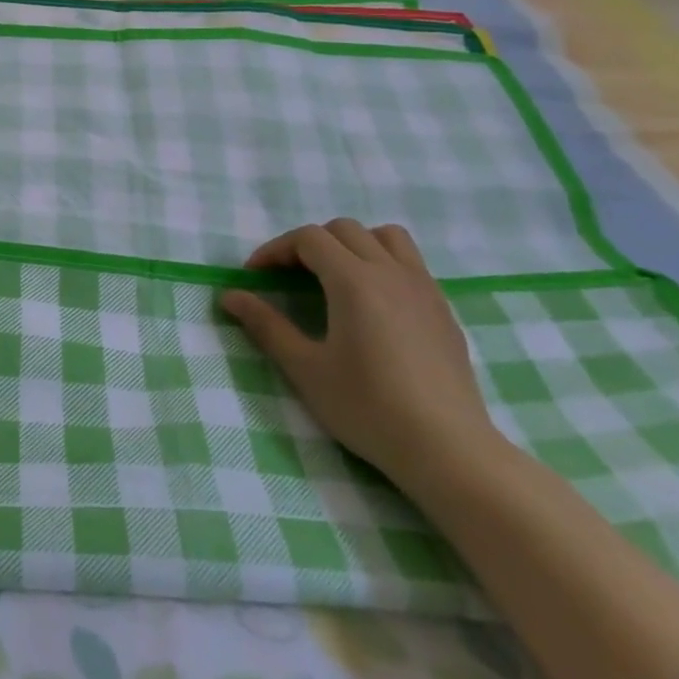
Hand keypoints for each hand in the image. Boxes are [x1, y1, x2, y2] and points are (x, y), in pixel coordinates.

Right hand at [220, 219, 503, 487]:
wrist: (448, 449)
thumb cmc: (368, 407)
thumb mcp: (306, 368)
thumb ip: (266, 326)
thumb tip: (229, 296)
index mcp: (354, 280)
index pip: (309, 238)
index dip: (276, 250)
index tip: (256, 276)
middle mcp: (391, 272)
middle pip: (344, 230)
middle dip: (309, 244)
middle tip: (289, 276)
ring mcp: (424, 288)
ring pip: (386, 237)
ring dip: (353, 244)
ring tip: (335, 277)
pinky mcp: (443, 309)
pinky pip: (410, 262)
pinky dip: (382, 263)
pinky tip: (372, 303)